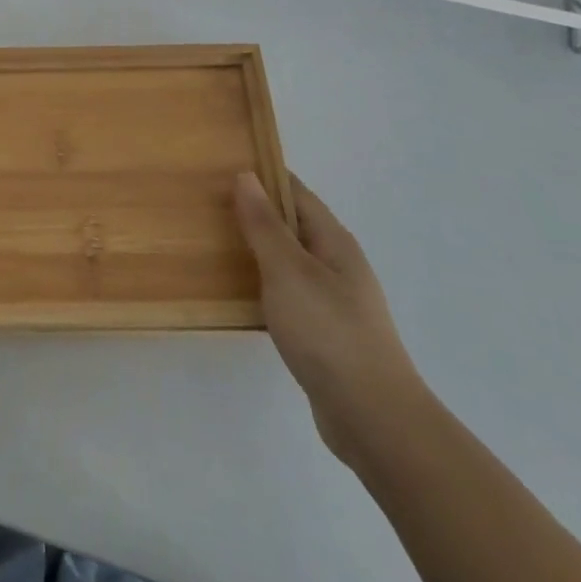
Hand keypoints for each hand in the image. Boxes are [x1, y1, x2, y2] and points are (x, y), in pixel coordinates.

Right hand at [234, 171, 427, 465]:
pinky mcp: (325, 332)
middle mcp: (338, 264)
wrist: (372, 416)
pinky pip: (288, 292)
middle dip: (256, 211)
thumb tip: (246, 176)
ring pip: (290, 260)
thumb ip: (264, 225)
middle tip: (208, 204)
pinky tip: (240, 294)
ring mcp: (334, 300)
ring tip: (214, 244)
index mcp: (333, 241)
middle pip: (293, 225)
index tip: (223, 166)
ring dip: (257, 249)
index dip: (264, 176)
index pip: (296, 193)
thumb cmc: (328, 331)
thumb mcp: (288, 270)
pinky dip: (263, 283)